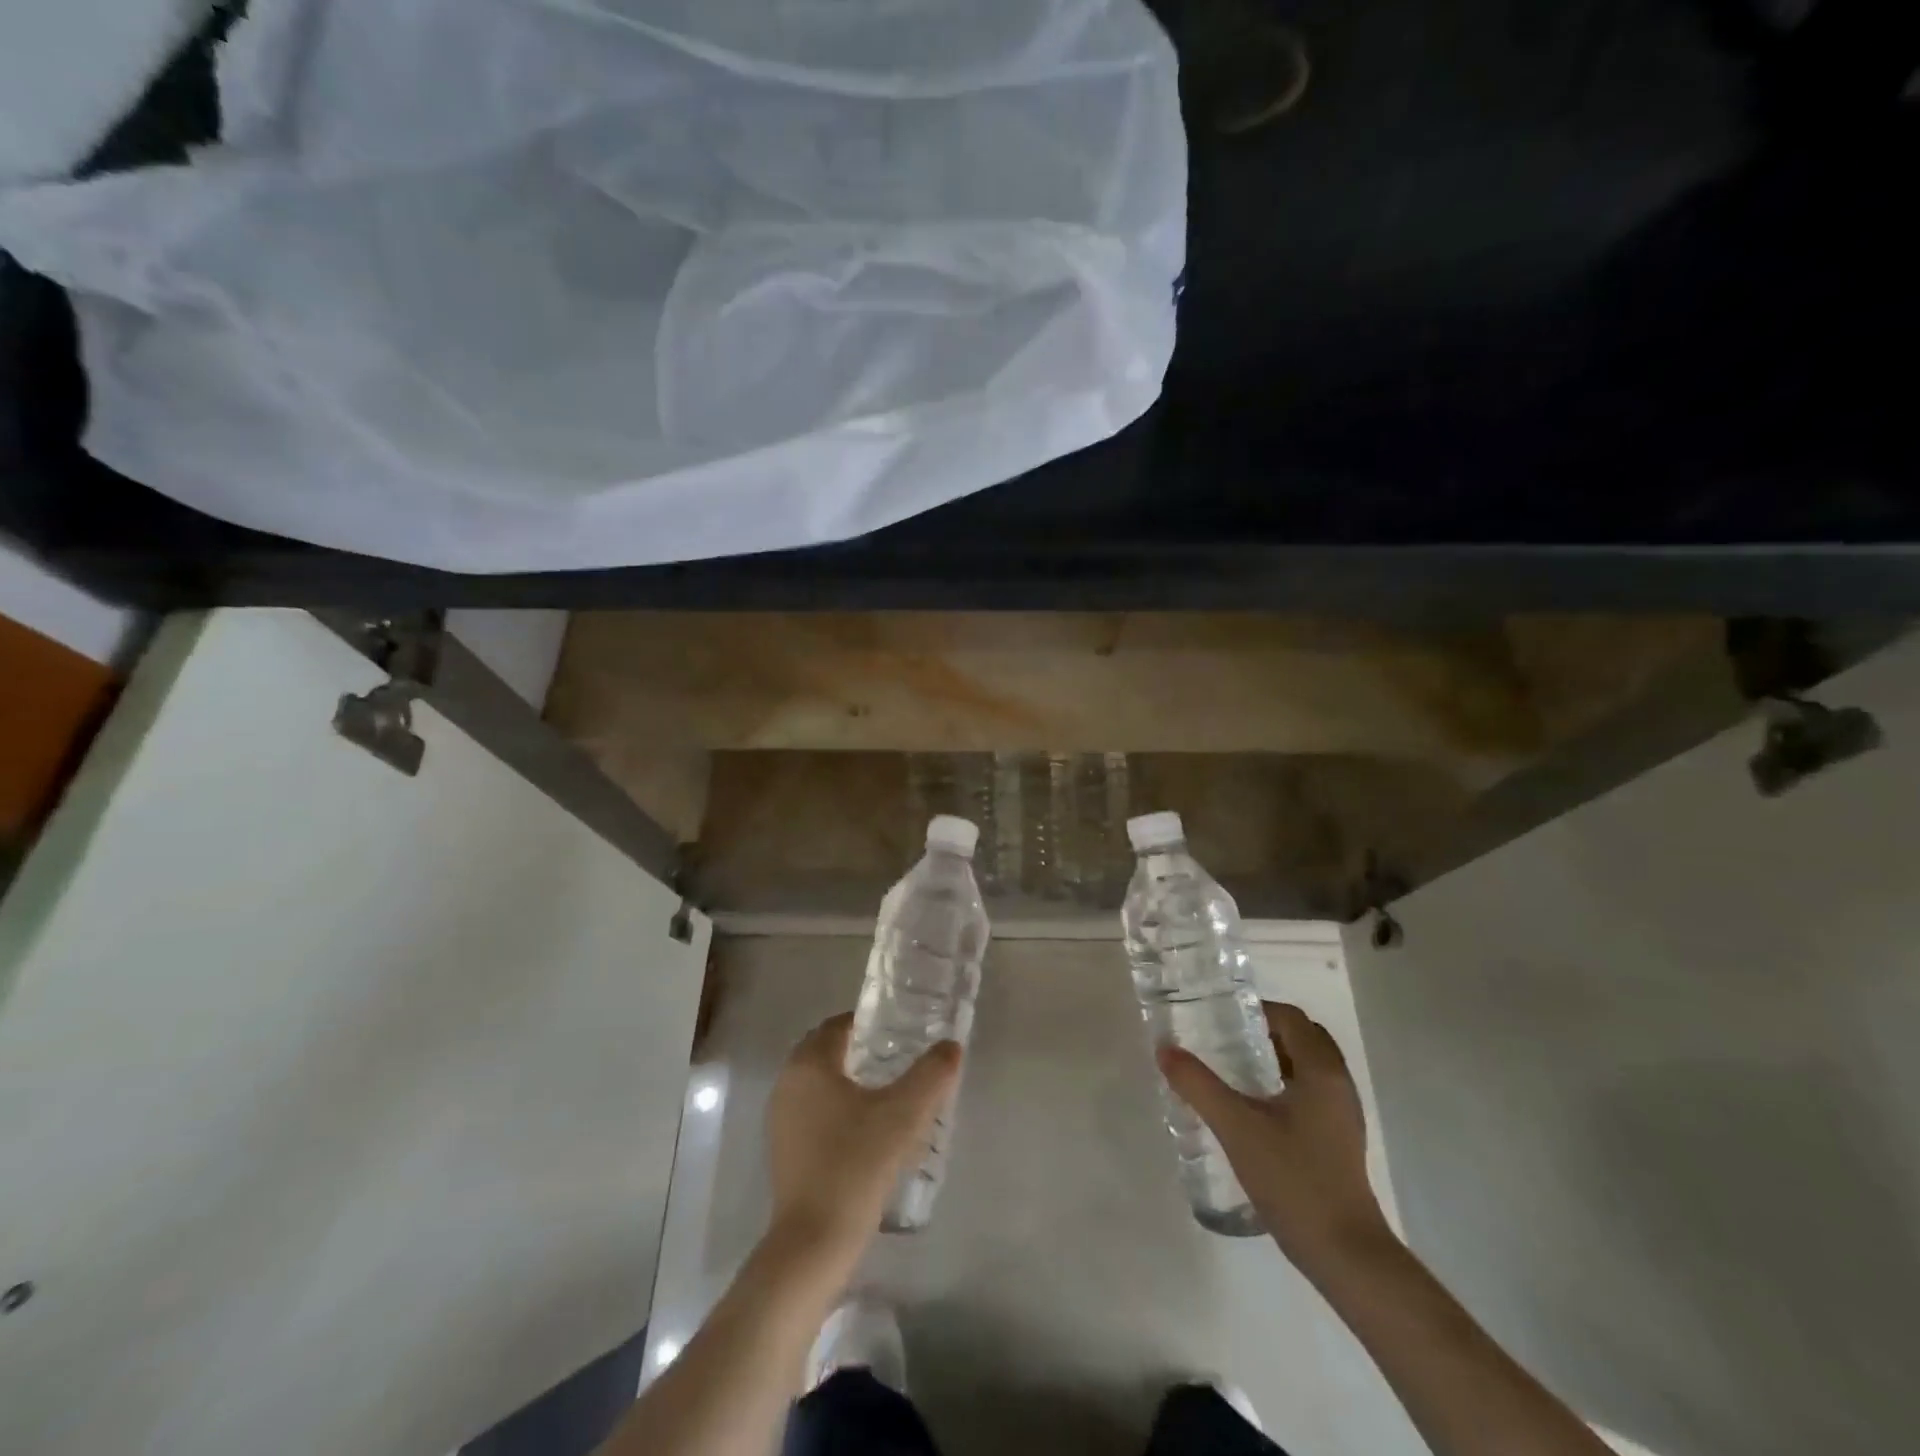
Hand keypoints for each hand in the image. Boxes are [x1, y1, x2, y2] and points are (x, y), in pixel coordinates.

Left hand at [766, 1013, 961, 1263]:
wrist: (814, 1241)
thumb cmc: (857, 1163)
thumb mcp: (905, 1114)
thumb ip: (932, 1074)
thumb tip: (951, 1045)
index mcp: (809, 1063)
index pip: (839, 1024)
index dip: (870, 1023)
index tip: (902, 1032)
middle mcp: (787, 1082)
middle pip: (827, 1049)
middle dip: (861, 1049)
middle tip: (899, 1059)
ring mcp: (780, 1117)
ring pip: (819, 1081)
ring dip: (849, 1079)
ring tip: (888, 1093)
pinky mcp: (783, 1148)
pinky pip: (812, 1109)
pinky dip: (836, 1106)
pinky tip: (866, 1129)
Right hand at [1160, 1001, 1391, 1272]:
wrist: (1344, 1253)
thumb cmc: (1293, 1179)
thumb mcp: (1236, 1128)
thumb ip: (1198, 1085)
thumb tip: (1165, 1049)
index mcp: (1321, 1071)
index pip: (1290, 1017)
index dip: (1254, 1011)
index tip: (1218, 1019)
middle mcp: (1338, 1084)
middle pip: (1302, 1037)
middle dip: (1264, 1031)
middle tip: (1223, 1040)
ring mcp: (1342, 1114)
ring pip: (1307, 1066)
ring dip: (1273, 1058)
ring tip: (1230, 1069)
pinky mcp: (1338, 1139)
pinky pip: (1309, 1091)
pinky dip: (1282, 1083)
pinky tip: (1252, 1107)